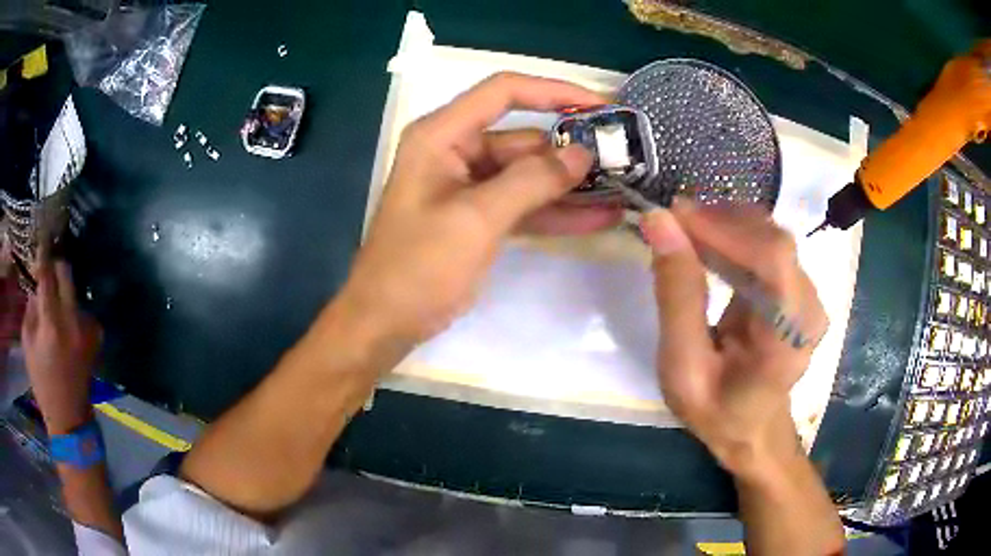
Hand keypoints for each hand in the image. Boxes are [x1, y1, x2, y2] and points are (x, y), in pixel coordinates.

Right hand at [22, 258, 101, 434]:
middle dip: (55, 266)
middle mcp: (73, 320)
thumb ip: (31, 308)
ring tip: (53, 306)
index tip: (40, 240)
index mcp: (52, 324)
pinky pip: (82, 309)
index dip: (43, 254)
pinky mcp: (97, 335)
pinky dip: (71, 309)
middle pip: (66, 273)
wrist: (69, 416)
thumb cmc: (42, 382)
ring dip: (63, 290)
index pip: (47, 275)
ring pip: (74, 291)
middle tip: (45, 271)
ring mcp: (88, 327)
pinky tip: (65, 325)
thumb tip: (36, 283)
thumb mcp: (28, 344)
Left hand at [340, 72, 620, 344]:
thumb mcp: (476, 219)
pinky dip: (556, 211)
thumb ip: (531, 181)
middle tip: (624, 160)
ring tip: (622, 189)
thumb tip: (582, 154)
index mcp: (442, 135)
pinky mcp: (479, 216)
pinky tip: (598, 218)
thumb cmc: (417, 267)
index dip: (553, 91)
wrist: (386, 321)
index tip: (600, 105)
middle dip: (572, 150)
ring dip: (570, 185)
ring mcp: (469, 186)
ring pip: (529, 174)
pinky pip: (524, 204)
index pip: (504, 93)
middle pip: (523, 137)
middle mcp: (456, 151)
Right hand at [641, 202, 827, 477]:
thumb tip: (659, 221)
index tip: (675, 216)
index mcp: (788, 338)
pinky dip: (733, 237)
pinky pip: (767, 246)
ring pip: (770, 235)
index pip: (773, 259)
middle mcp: (809, 308)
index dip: (726, 227)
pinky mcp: (797, 287)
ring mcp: (808, 295)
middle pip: (773, 240)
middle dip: (721, 222)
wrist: (752, 427)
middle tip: (671, 221)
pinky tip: (705, 243)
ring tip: (683, 230)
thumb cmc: (716, 409)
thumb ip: (676, 296)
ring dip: (725, 225)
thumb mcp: (682, 367)